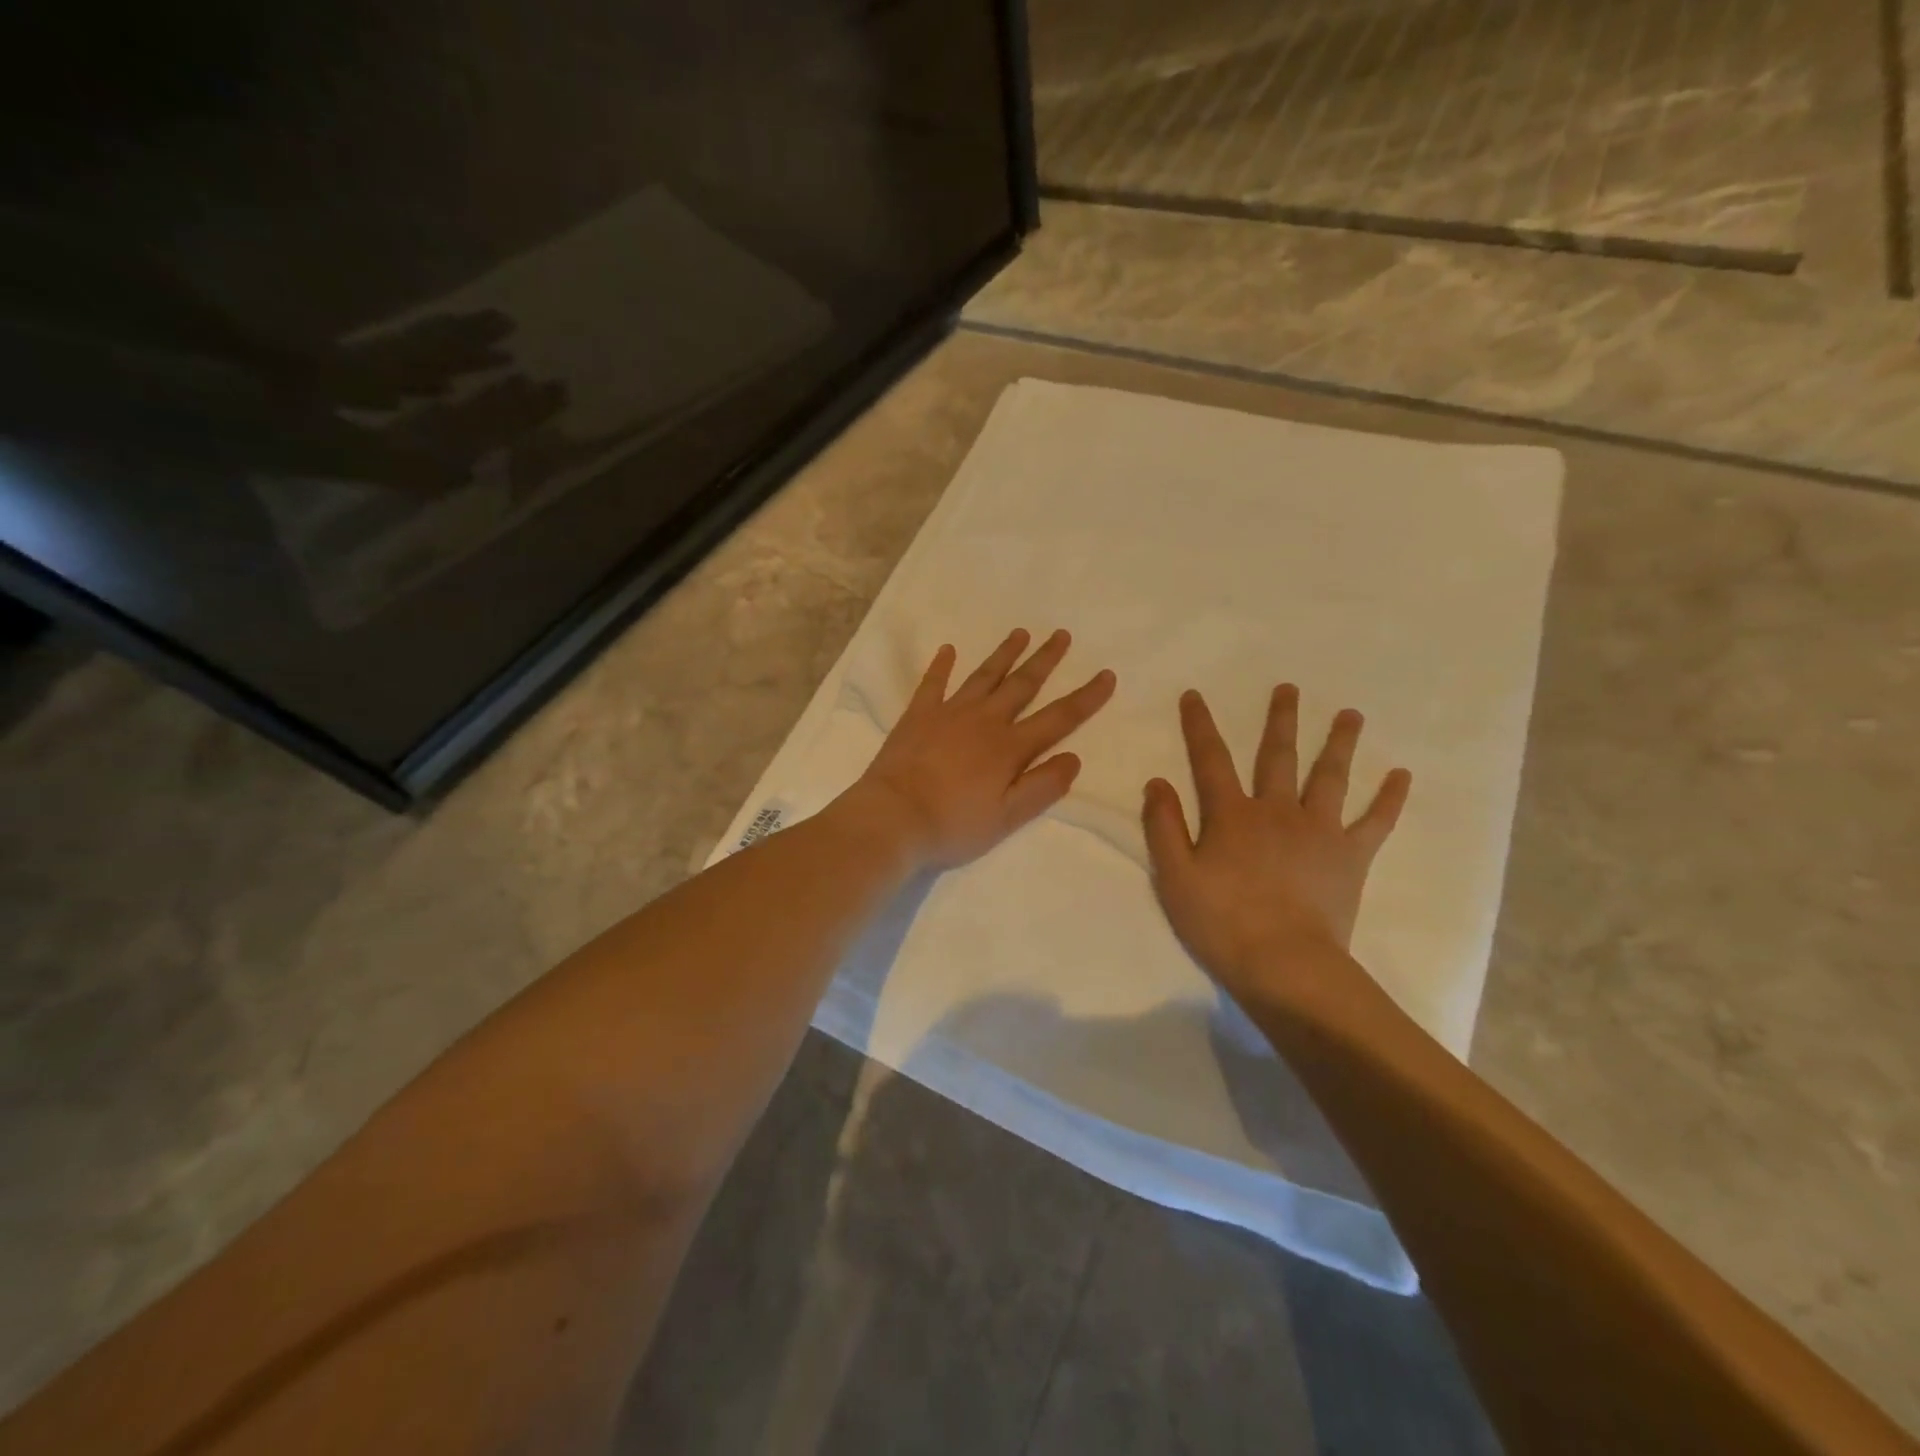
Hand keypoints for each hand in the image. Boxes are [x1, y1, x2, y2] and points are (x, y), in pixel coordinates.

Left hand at [851, 629, 1115, 869]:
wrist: (893, 817)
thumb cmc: (953, 824)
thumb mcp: (1008, 818)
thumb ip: (1043, 787)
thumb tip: (1074, 757)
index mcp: (1010, 747)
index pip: (1058, 718)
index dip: (1086, 697)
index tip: (1107, 674)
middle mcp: (984, 721)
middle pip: (1022, 684)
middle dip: (1045, 659)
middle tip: (1062, 634)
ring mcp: (949, 713)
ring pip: (984, 676)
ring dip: (1004, 654)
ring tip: (1021, 633)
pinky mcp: (918, 715)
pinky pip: (933, 683)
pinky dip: (941, 665)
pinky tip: (948, 649)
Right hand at [1142, 685, 1410, 1015]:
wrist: (1285, 964)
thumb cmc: (1221, 921)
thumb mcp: (1175, 876)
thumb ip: (1164, 826)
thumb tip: (1158, 781)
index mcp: (1231, 815)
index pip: (1210, 760)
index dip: (1200, 725)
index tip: (1195, 695)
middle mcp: (1277, 811)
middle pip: (1278, 757)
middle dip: (1280, 720)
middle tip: (1288, 688)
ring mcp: (1319, 831)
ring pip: (1329, 777)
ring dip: (1339, 743)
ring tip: (1351, 714)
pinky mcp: (1350, 856)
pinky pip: (1375, 821)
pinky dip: (1389, 798)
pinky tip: (1402, 775)